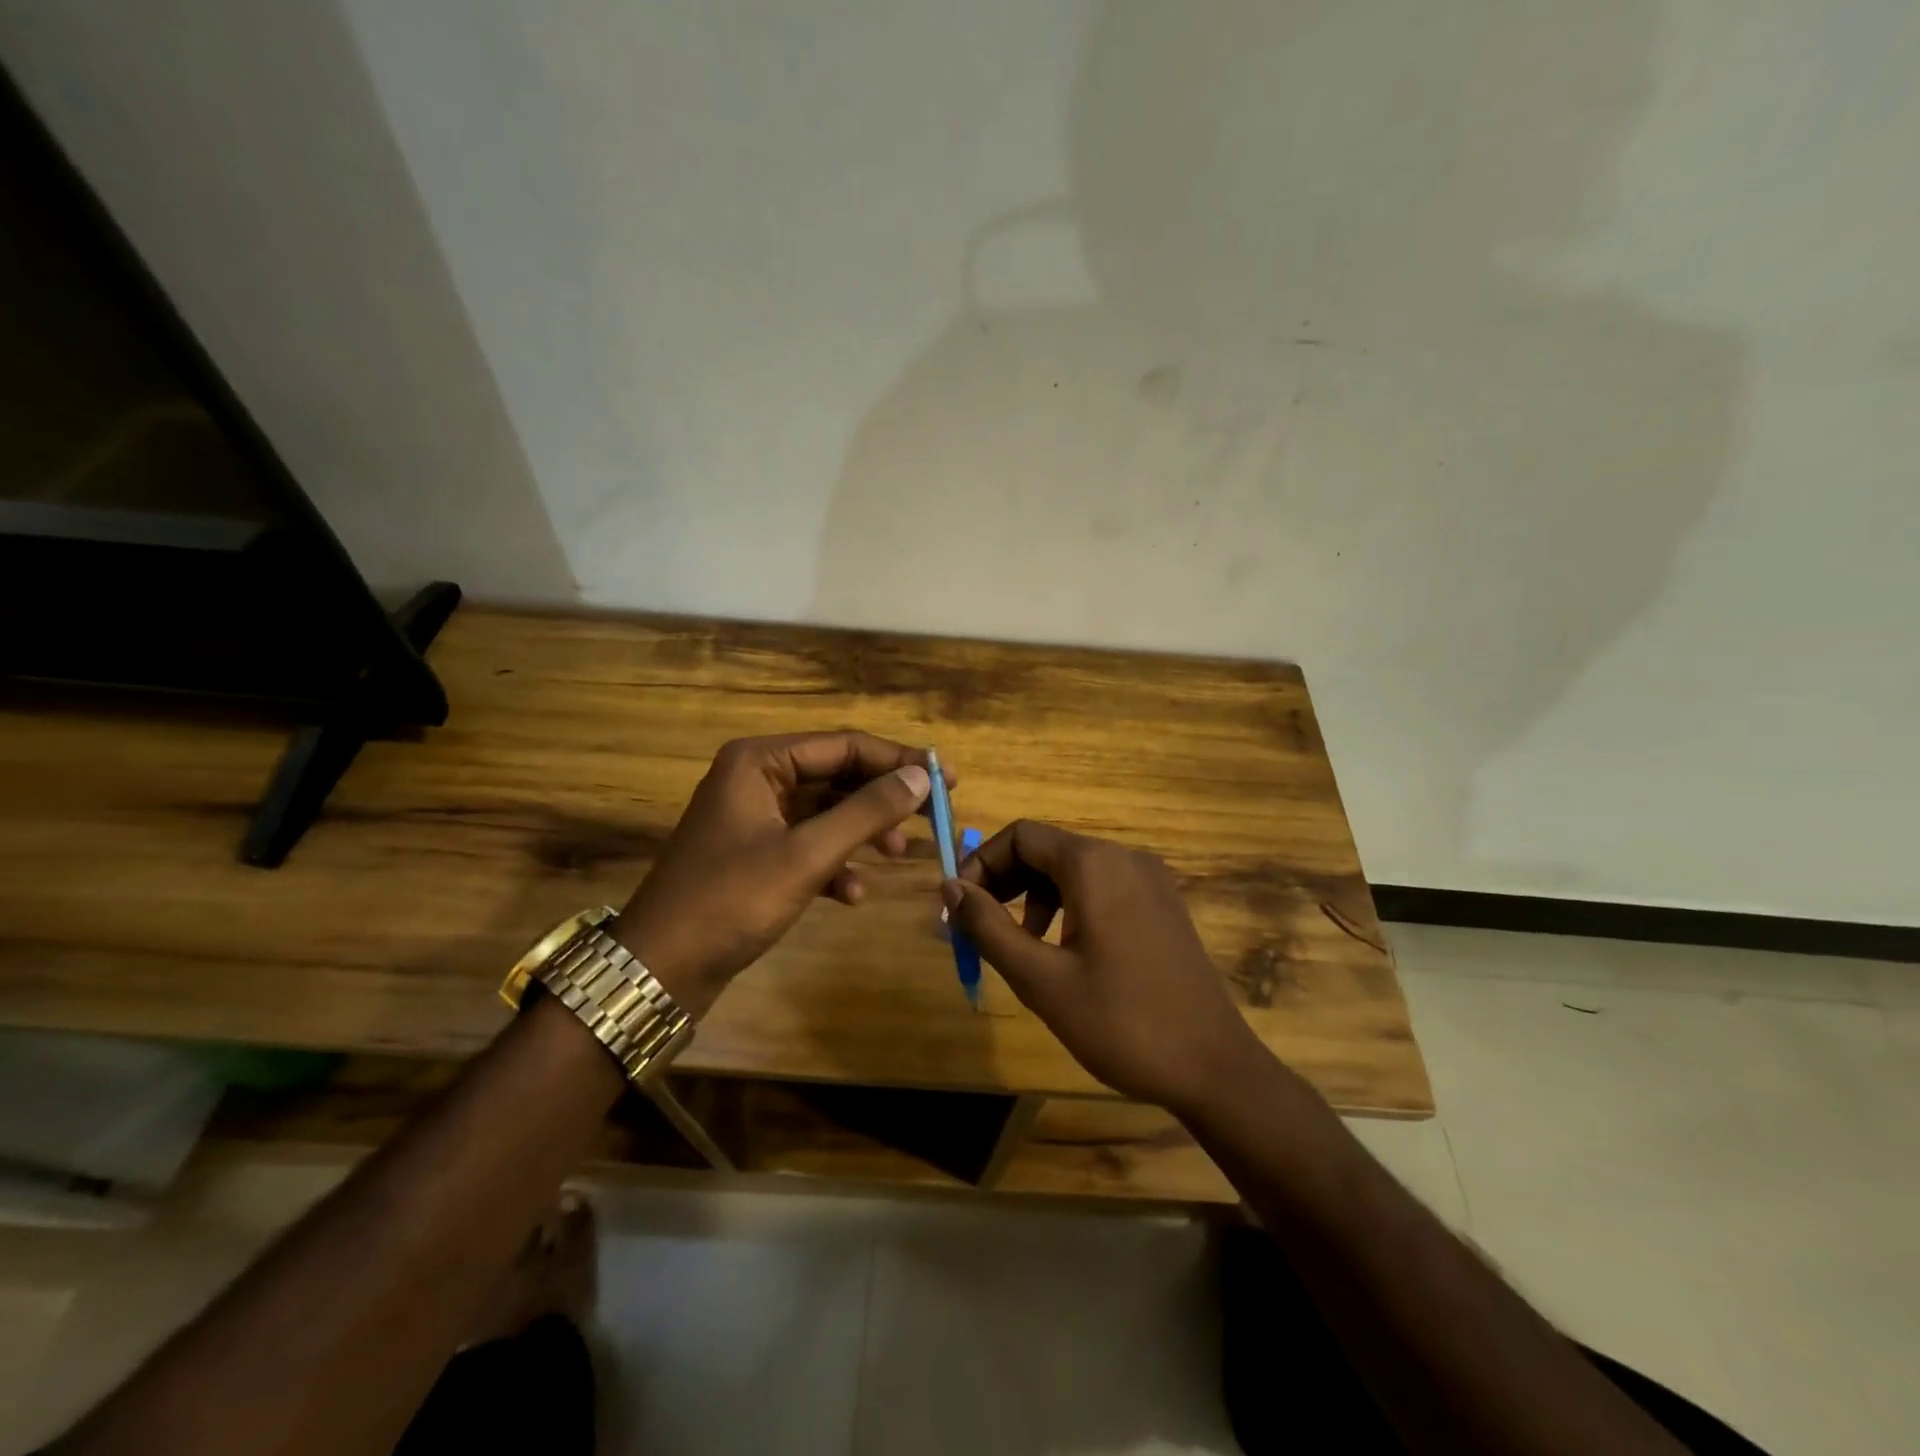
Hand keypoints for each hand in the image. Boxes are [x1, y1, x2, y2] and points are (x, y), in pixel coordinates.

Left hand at [614, 731, 939, 1018]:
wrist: (659, 970)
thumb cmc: (731, 901)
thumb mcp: (806, 855)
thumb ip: (866, 812)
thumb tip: (920, 777)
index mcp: (760, 761)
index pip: (845, 745)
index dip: (898, 761)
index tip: (946, 780)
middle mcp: (757, 778)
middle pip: (838, 776)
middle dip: (883, 799)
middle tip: (934, 816)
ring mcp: (755, 817)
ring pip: (826, 812)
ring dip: (863, 832)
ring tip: (897, 856)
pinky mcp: (756, 853)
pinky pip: (808, 844)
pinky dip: (835, 863)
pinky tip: (853, 894)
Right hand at [944, 820, 1265, 1114]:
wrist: (1214, 1068)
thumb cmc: (1121, 1023)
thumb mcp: (1041, 980)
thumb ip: (988, 927)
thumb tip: (950, 887)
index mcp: (1094, 864)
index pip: (1021, 835)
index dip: (981, 863)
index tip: (960, 907)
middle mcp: (1125, 857)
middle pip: (1047, 849)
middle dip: (1005, 882)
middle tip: (979, 929)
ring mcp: (1150, 880)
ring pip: (1073, 870)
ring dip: (1035, 897)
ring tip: (1021, 947)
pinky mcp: (1163, 905)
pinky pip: (1102, 887)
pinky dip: (1069, 906)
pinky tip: (1064, 951)